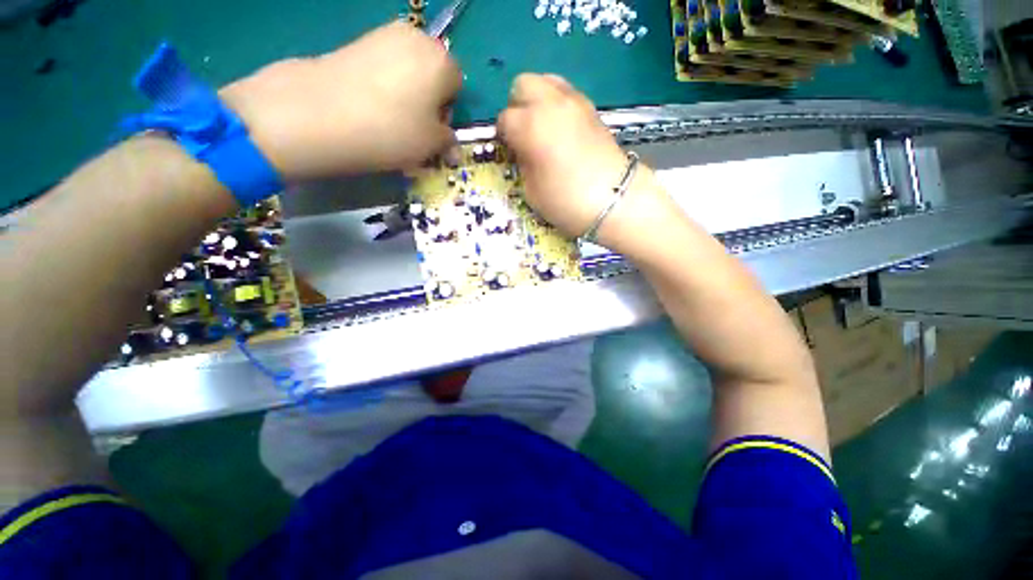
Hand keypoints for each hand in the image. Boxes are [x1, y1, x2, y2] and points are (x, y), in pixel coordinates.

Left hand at [222, 22, 461, 180]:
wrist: (322, 113)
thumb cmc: (392, 130)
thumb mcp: (432, 145)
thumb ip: (448, 141)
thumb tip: (448, 142)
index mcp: (442, 60)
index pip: (457, 87)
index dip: (447, 112)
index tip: (432, 132)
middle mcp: (416, 38)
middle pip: (432, 75)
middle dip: (428, 102)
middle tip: (412, 129)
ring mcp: (382, 35)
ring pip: (407, 73)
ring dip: (406, 97)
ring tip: (389, 121)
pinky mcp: (356, 42)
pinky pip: (383, 69)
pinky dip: (384, 88)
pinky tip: (370, 108)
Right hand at [496, 74, 629, 237]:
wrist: (613, 198)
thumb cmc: (566, 200)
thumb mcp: (531, 190)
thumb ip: (522, 163)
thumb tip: (522, 150)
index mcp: (530, 126)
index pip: (504, 119)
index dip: (504, 136)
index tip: (510, 151)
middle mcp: (550, 104)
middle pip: (522, 84)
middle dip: (517, 106)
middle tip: (523, 132)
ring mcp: (574, 101)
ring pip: (546, 80)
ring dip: (538, 100)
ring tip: (543, 127)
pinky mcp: (591, 108)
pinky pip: (566, 93)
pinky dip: (558, 104)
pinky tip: (562, 129)